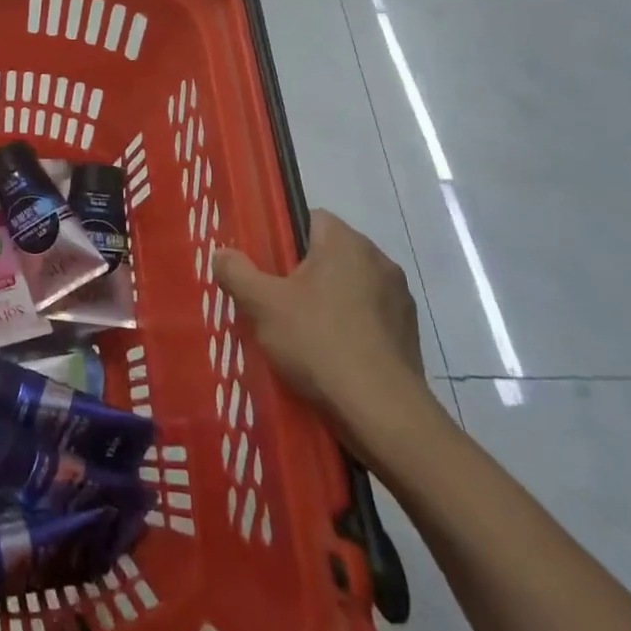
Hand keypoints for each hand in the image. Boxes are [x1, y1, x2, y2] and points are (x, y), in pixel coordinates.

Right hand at [212, 210, 427, 431]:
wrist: (381, 411)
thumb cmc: (318, 342)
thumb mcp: (262, 304)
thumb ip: (237, 272)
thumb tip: (222, 254)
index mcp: (346, 243)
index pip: (312, 218)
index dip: (284, 237)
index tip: (266, 265)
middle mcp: (379, 261)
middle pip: (330, 254)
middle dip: (304, 272)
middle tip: (275, 300)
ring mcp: (399, 299)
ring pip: (351, 287)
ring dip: (329, 301)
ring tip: (301, 332)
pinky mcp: (409, 334)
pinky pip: (369, 318)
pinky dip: (350, 328)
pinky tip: (330, 355)